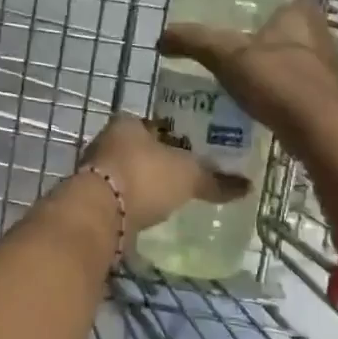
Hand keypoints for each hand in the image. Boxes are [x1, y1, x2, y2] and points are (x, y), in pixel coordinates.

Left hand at [79, 114, 247, 235]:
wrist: (99, 213)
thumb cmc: (145, 177)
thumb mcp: (189, 176)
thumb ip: (216, 180)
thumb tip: (248, 186)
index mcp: (127, 123)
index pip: (155, 124)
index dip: (174, 137)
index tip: (190, 152)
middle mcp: (105, 141)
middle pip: (138, 149)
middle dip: (157, 161)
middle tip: (182, 177)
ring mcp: (93, 170)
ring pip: (126, 173)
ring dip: (142, 184)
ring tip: (167, 199)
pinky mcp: (89, 200)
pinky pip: (118, 198)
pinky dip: (132, 205)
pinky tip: (147, 215)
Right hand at [159, 0, 337, 133]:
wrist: (316, 128)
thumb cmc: (275, 80)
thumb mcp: (225, 55)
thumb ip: (194, 41)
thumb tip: (162, 37)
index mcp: (301, 14)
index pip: (279, 4)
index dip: (259, 15)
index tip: (236, 30)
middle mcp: (322, 35)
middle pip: (286, 35)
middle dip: (264, 46)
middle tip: (235, 59)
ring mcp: (329, 69)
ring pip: (294, 63)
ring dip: (273, 72)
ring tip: (244, 85)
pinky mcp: (329, 99)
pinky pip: (299, 90)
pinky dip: (282, 96)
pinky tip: (262, 107)